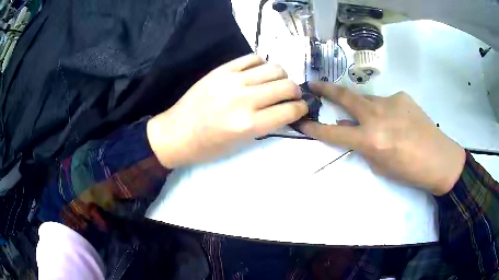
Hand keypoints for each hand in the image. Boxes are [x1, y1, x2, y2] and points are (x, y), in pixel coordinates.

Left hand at [147, 54, 307, 168]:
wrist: (176, 133)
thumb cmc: (207, 147)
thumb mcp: (241, 143)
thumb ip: (266, 124)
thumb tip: (285, 109)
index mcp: (249, 124)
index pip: (289, 110)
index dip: (301, 108)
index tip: (302, 108)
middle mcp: (245, 99)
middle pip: (286, 85)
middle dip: (295, 92)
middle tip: (291, 96)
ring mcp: (233, 80)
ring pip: (274, 68)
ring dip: (282, 76)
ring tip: (275, 83)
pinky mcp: (222, 70)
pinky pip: (253, 58)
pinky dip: (262, 65)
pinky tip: (258, 74)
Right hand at [298, 82, 465, 195]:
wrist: (439, 159)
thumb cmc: (409, 171)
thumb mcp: (380, 165)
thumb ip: (361, 145)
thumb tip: (347, 126)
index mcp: (371, 140)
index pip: (334, 132)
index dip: (315, 128)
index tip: (302, 122)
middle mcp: (377, 115)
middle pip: (345, 96)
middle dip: (326, 89)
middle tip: (314, 84)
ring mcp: (391, 101)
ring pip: (368, 99)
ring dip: (364, 108)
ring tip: (378, 122)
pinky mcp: (402, 96)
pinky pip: (385, 101)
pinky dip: (384, 110)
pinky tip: (398, 121)